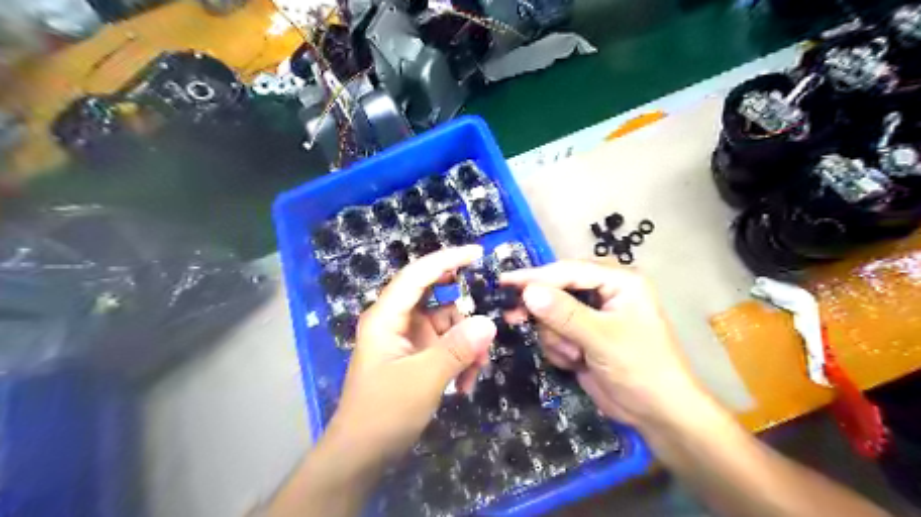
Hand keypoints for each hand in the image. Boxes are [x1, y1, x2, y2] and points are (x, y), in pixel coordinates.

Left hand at [325, 244, 495, 464]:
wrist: (361, 455)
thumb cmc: (384, 413)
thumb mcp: (423, 380)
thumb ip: (456, 349)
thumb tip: (488, 322)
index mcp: (386, 317)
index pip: (417, 275)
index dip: (446, 259)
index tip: (477, 254)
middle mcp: (396, 321)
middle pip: (434, 296)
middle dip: (463, 307)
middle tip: (488, 308)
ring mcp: (407, 339)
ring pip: (445, 324)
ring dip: (465, 342)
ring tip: (478, 369)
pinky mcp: (416, 357)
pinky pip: (445, 346)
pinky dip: (459, 359)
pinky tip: (466, 383)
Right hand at [502, 261, 706, 429]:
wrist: (658, 414)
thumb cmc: (641, 368)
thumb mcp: (602, 338)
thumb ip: (564, 313)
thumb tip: (527, 292)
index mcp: (618, 281)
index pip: (568, 271)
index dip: (535, 276)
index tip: (504, 282)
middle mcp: (604, 292)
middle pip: (556, 290)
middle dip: (544, 313)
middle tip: (514, 318)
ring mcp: (592, 316)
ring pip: (551, 314)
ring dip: (556, 338)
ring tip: (574, 356)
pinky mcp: (583, 336)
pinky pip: (554, 333)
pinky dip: (559, 349)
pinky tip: (575, 362)